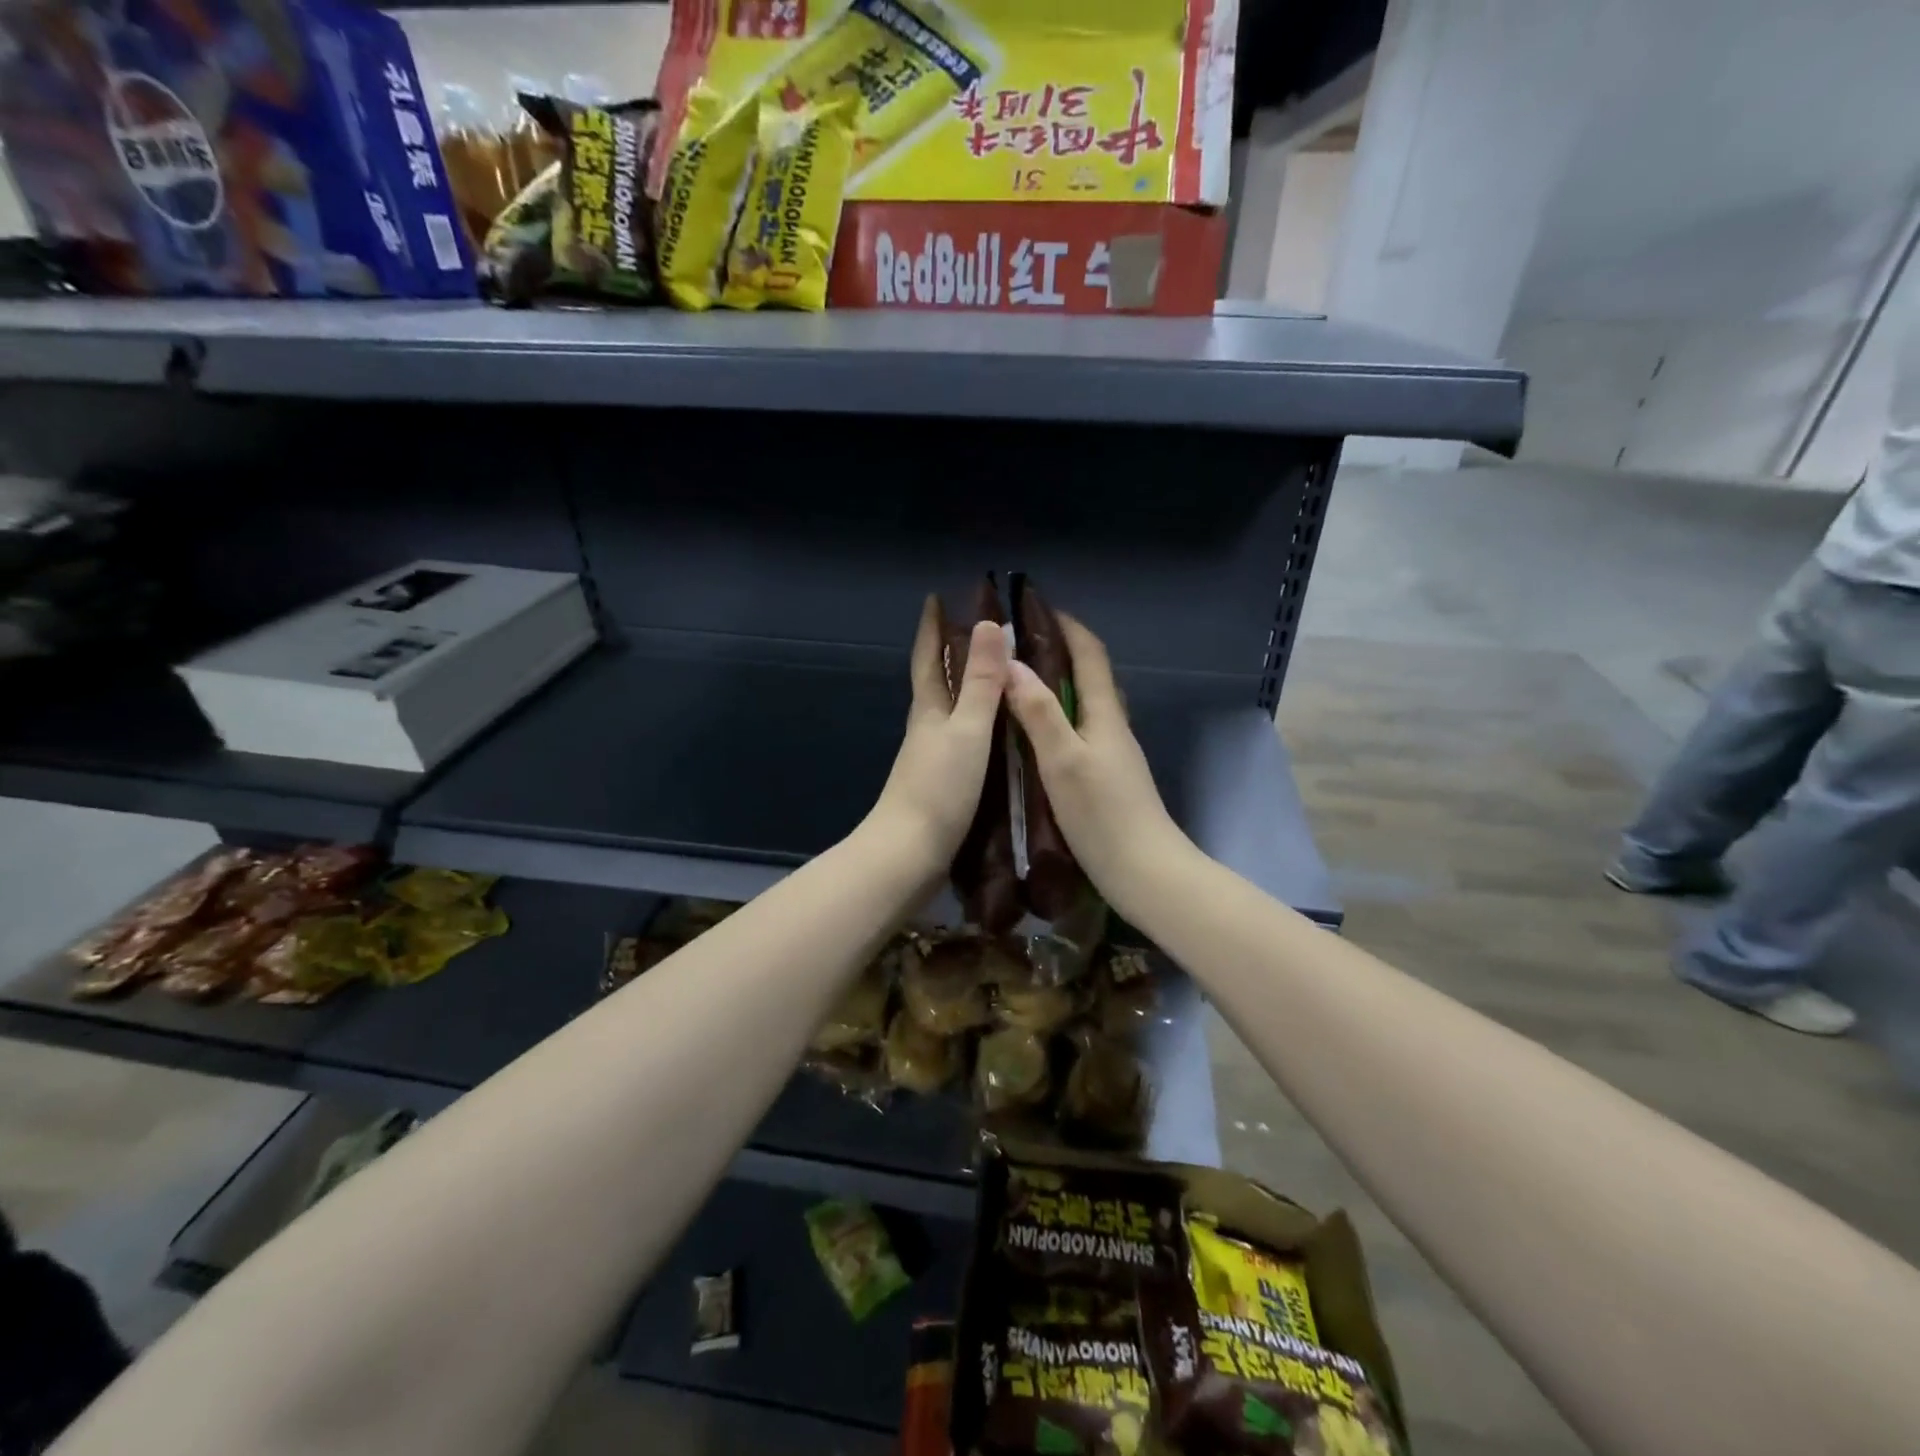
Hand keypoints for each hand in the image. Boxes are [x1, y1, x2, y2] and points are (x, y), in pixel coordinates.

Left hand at [867, 596, 1009, 876]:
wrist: (909, 854)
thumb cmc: (938, 788)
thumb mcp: (967, 731)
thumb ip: (980, 683)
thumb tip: (989, 625)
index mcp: (929, 710)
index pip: (929, 658)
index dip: (932, 627)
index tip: (936, 597)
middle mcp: (928, 729)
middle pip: (939, 682)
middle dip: (953, 653)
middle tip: (984, 631)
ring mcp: (934, 758)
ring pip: (953, 712)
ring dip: (970, 690)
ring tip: (1001, 676)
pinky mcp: (944, 784)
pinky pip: (966, 741)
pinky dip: (981, 725)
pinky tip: (1001, 734)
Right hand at [1004, 614, 1187, 916]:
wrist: (1144, 871)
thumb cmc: (1103, 814)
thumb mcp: (1063, 760)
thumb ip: (1039, 712)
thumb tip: (1014, 664)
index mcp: (1105, 715)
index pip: (1091, 654)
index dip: (1067, 626)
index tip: (1036, 608)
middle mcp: (1113, 727)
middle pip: (1090, 676)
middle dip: (1060, 651)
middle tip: (1018, 645)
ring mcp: (1113, 754)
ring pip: (1085, 705)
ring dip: (1059, 686)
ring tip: (1020, 683)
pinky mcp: (1107, 778)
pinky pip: (1081, 731)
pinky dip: (1059, 717)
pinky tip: (1036, 734)